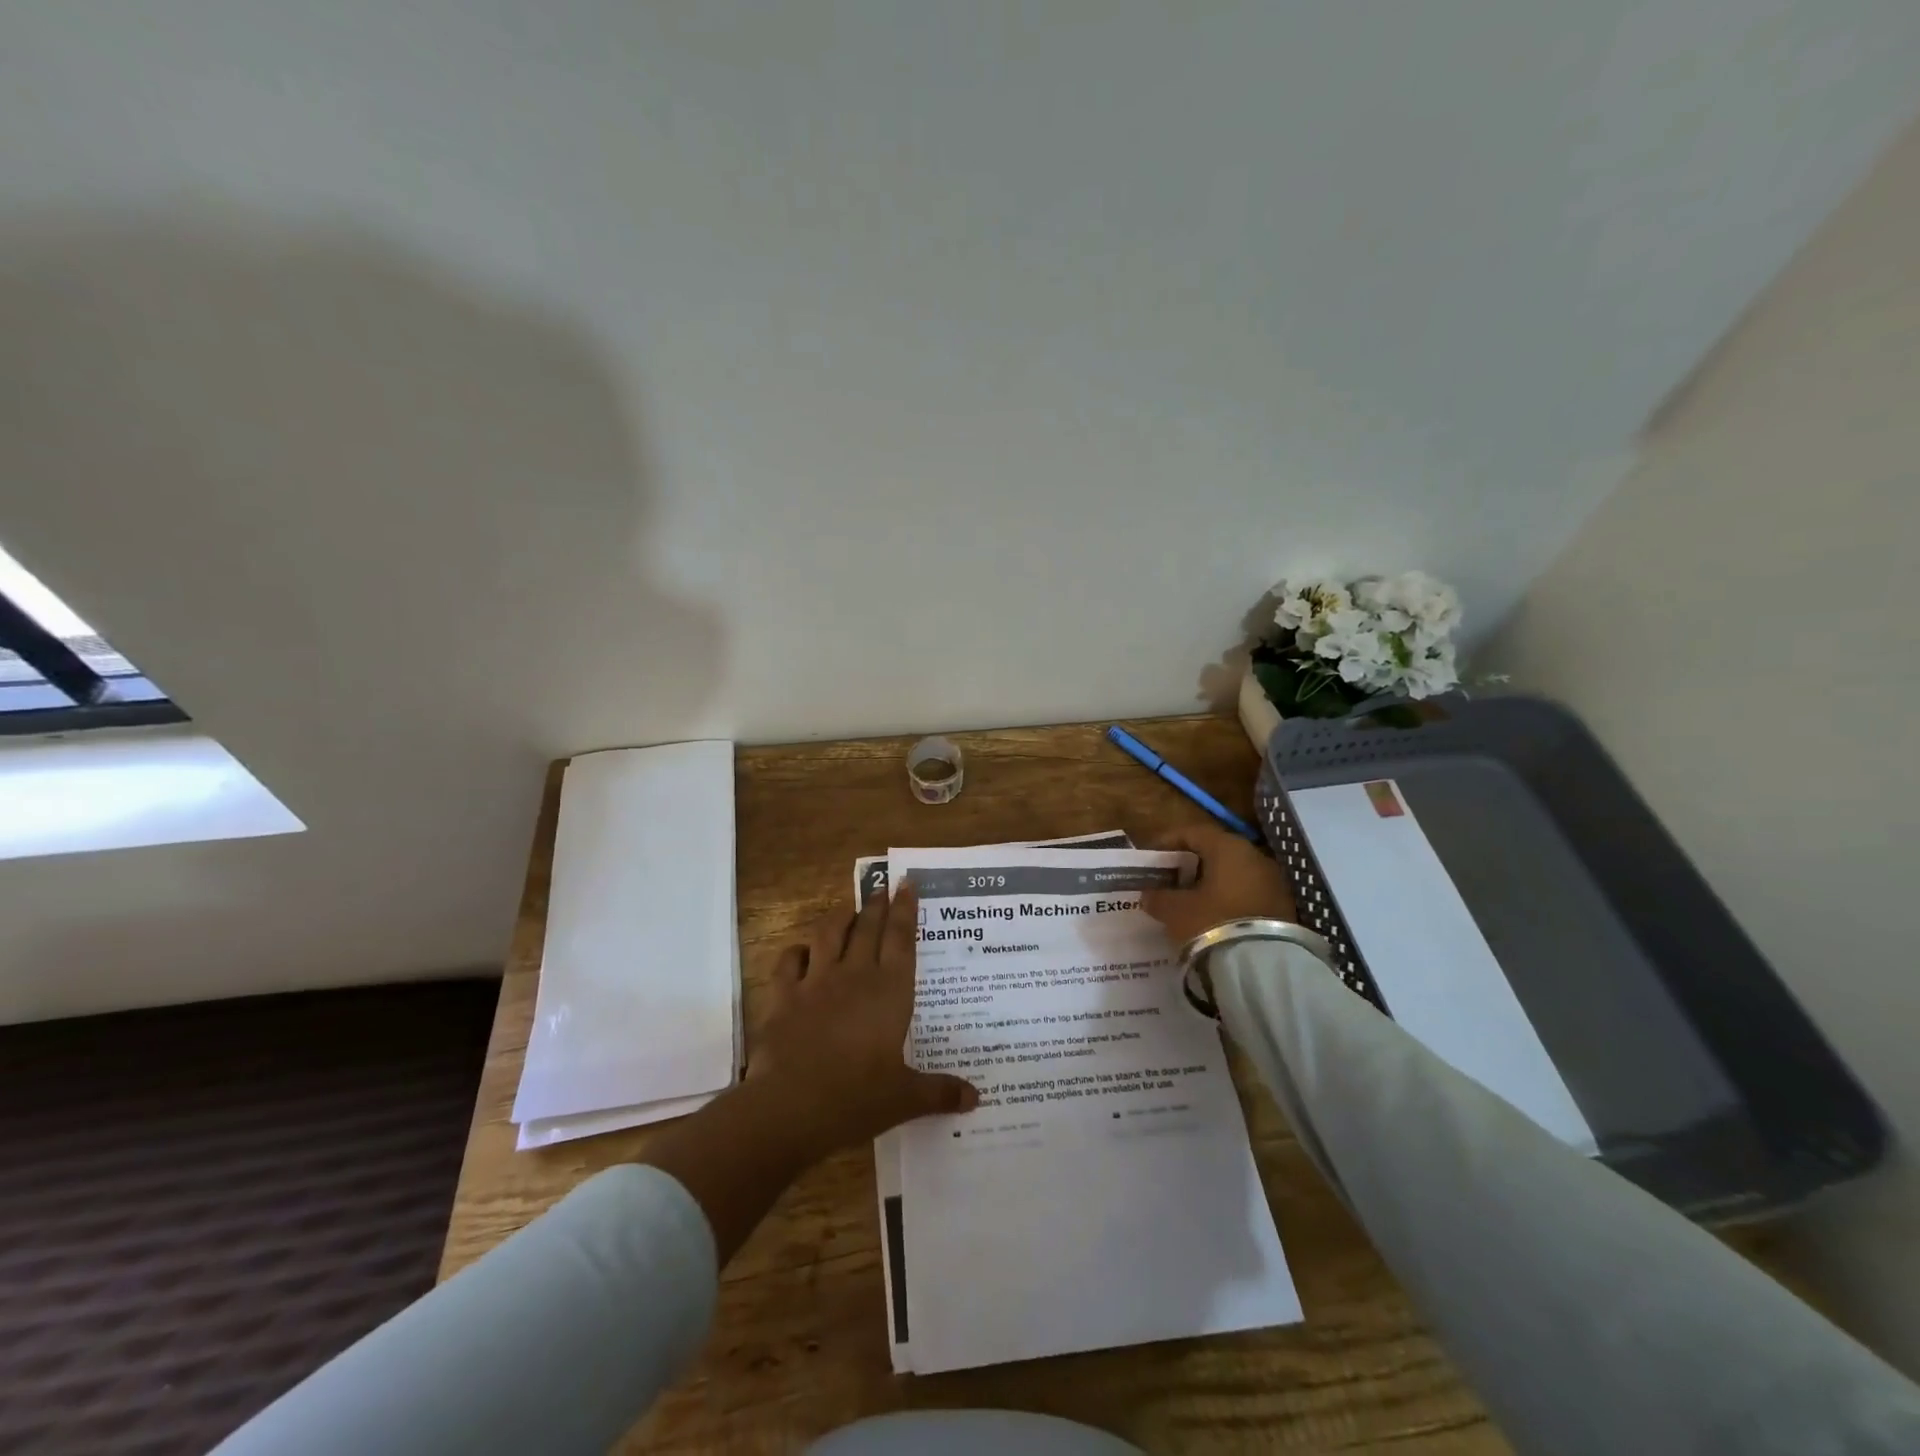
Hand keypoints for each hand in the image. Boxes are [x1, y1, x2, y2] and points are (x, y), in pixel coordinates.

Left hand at [751, 882, 977, 1159]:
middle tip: (882, 886)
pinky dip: (795, 951)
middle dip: (876, 904)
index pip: (901, 940)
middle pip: (868, 929)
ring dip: (839, 918)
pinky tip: (800, 951)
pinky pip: (789, 961)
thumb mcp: (905, 1098)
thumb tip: (976, 1098)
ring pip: (829, 934)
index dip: (905, 910)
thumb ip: (940, 1093)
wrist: (791, 1106)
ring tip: (847, 908)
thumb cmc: (856, 1098)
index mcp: (889, 992)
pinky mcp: (784, 996)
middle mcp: (855, 976)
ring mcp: (816, 982)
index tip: (907, 883)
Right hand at [1140, 823, 1295, 947]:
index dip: (1168, 842)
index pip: (1193, 832)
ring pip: (1234, 874)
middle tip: (1169, 880)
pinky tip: (1213, 917)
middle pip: (1216, 852)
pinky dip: (1228, 899)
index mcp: (1228, 847)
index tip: (1152, 857)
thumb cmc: (1212, 923)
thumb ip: (1158, 897)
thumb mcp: (1175, 910)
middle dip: (1190, 864)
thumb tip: (1149, 894)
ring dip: (1210, 883)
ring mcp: (1274, 881)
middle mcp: (1254, 856)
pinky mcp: (1283, 906)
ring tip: (1189, 902)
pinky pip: (1248, 893)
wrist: (1263, 966)